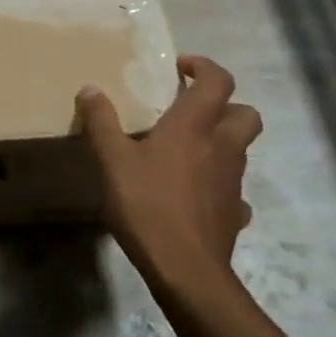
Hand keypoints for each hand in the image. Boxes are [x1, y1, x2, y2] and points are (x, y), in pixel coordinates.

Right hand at [77, 55, 262, 282]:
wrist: (186, 270)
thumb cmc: (148, 204)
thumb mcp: (113, 160)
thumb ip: (102, 122)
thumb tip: (90, 88)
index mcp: (195, 125)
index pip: (218, 80)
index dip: (204, 67)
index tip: (180, 68)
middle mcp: (222, 146)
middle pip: (245, 113)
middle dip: (225, 105)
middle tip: (192, 110)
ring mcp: (233, 181)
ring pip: (241, 149)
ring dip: (221, 141)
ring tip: (186, 151)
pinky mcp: (235, 213)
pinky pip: (234, 190)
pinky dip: (219, 184)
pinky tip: (196, 194)